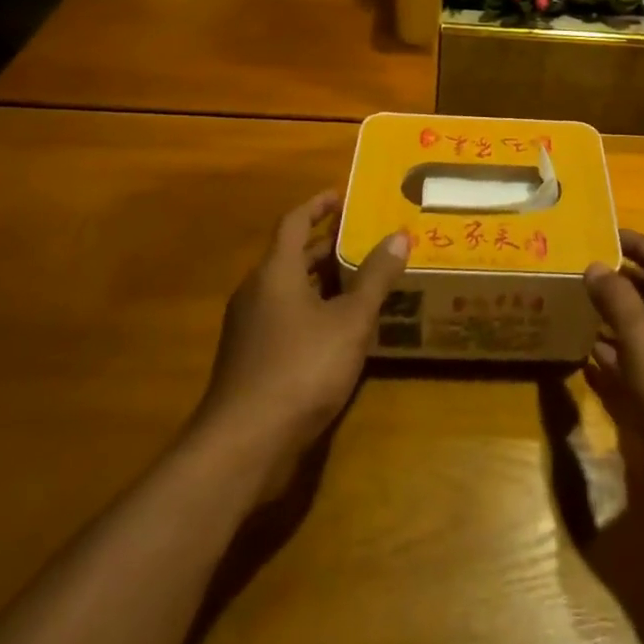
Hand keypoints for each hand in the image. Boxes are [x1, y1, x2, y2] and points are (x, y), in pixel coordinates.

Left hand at [195, 190, 409, 476]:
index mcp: (275, 272)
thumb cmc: (300, 369)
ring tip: (362, 280)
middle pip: (292, 255)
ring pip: (290, 290)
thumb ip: (375, 277)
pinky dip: (314, 311)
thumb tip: (399, 236)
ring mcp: (250, 329)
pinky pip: (286, 319)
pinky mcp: (252, 360)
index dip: (318, 205)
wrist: (243, 446)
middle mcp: (257, 292)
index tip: (343, 197)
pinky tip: (343, 330)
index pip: (294, 221)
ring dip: (323, 281)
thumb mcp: (350, 321)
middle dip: (327, 245)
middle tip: (365, 238)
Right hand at [584, 231, 643, 487]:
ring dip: (615, 320)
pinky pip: (639, 368)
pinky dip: (615, 359)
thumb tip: (595, 265)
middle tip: (583, 269)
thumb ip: (618, 298)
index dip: (637, 245)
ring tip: (579, 306)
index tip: (606, 232)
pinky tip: (587, 357)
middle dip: (621, 282)